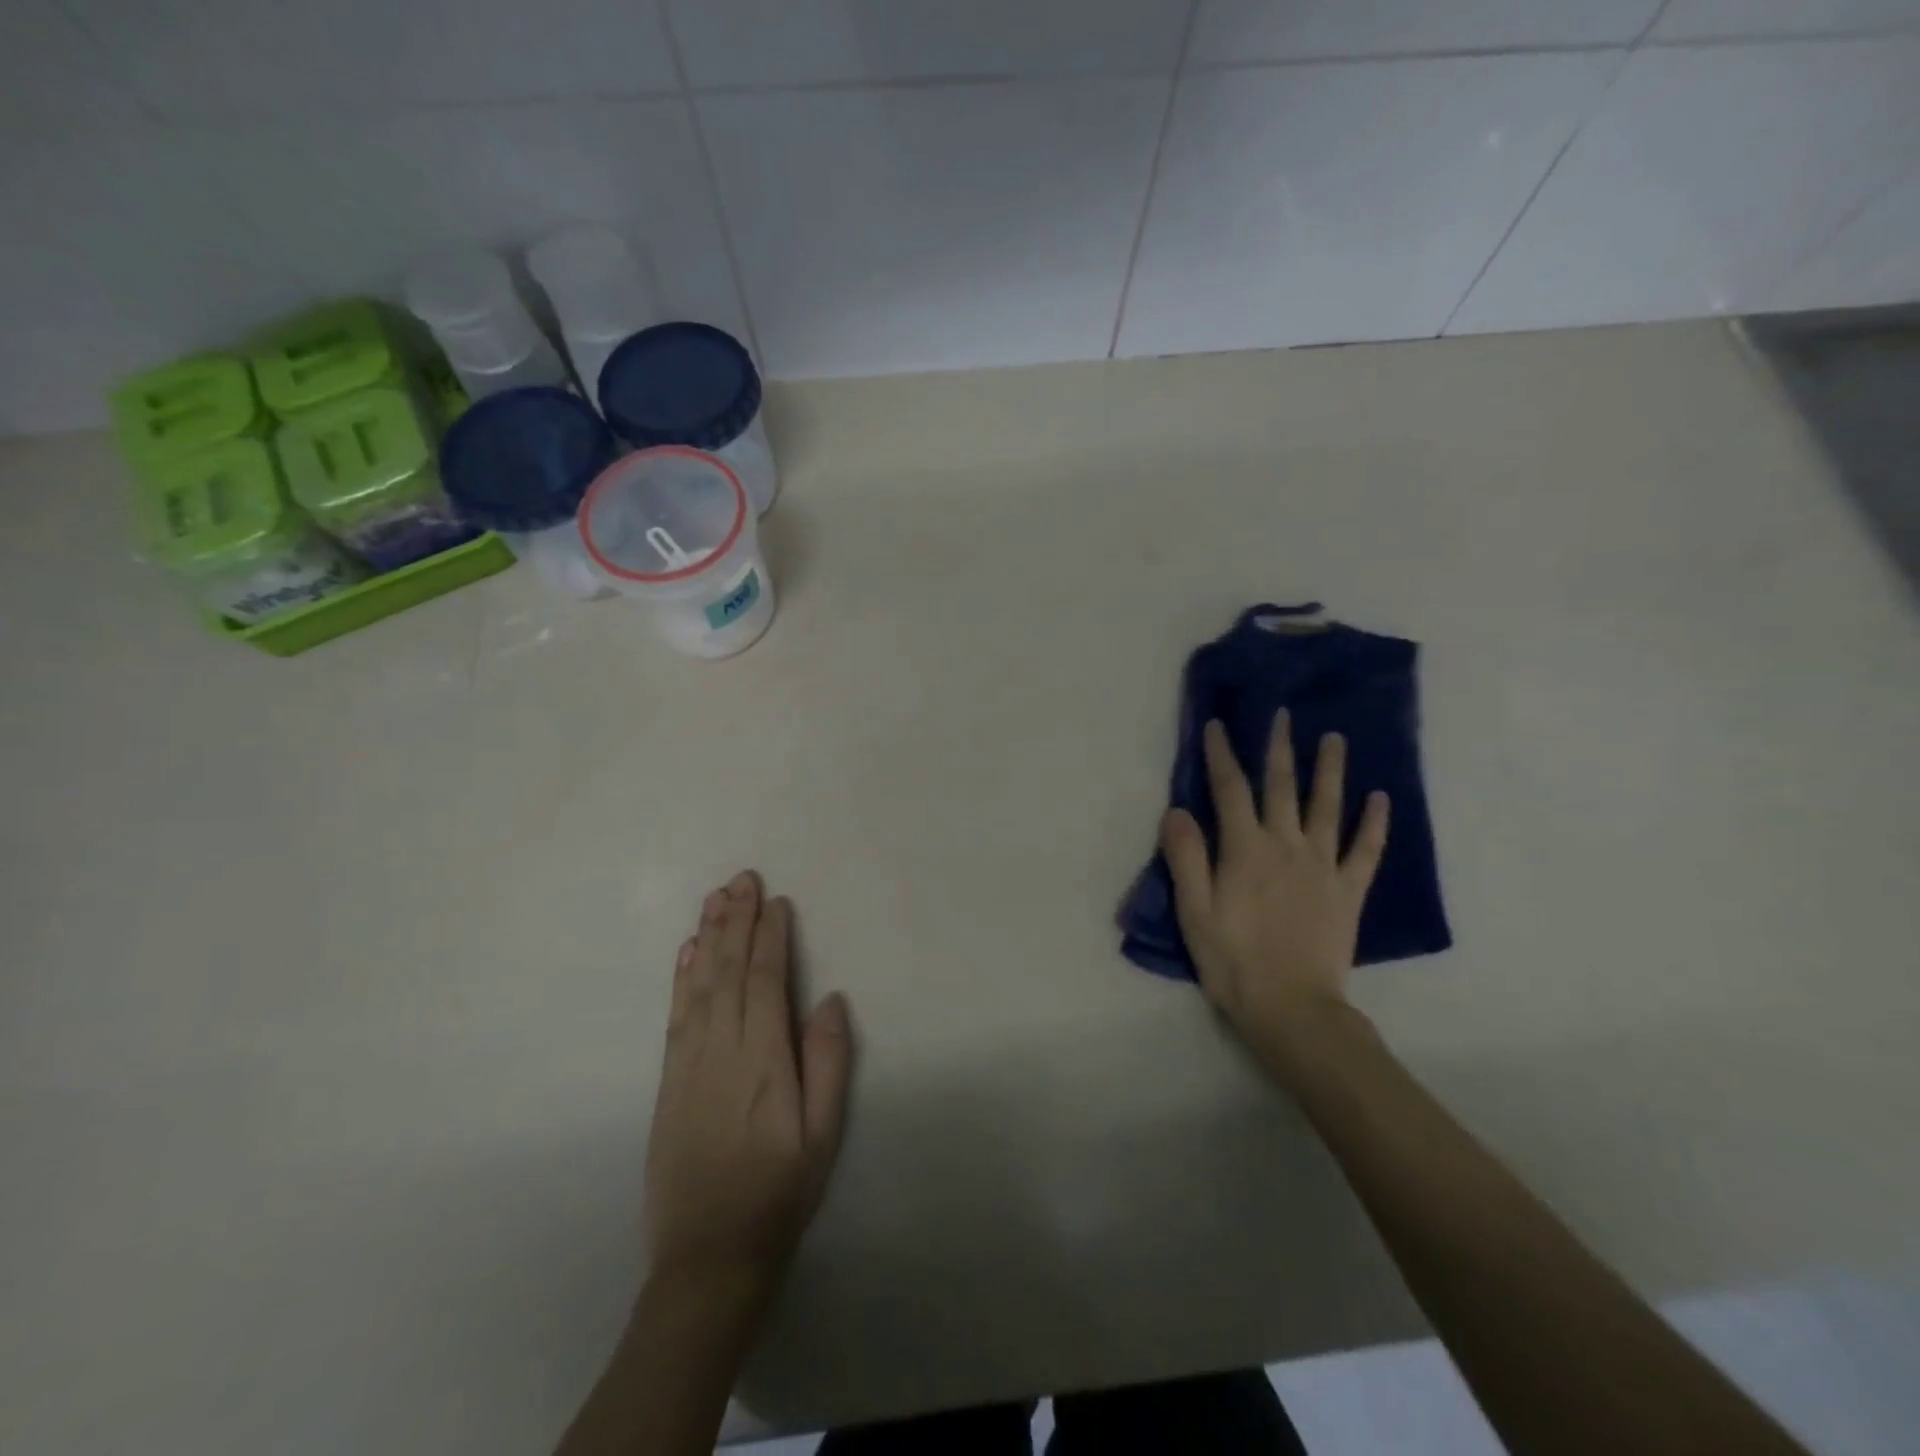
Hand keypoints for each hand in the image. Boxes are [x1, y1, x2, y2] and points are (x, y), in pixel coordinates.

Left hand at [644, 871, 853, 1306]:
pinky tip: (686, 952)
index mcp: (765, 1060)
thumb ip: (829, 1063)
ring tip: (715, 899)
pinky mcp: (669, 1080)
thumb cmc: (779, 1193)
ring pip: (699, 985)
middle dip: (737, 921)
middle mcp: (723, 1050)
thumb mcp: (823, 1136)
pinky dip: (681, 978)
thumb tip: (831, 999)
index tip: (775, 901)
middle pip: (730, 971)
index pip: (767, 981)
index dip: (771, 937)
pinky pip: (675, 1015)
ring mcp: (689, 1063)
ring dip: (708, 938)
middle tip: (742, 878)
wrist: (707, 1257)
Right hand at [1161, 713, 1389, 1082]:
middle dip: (1279, 748)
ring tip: (1335, 738)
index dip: (1221, 755)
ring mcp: (1323, 865)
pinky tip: (1379, 799)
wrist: (1292, 1008)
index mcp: (1245, 849)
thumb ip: (1185, 857)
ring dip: (1330, 770)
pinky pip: (1366, 849)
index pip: (1230, 789)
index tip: (1217, 726)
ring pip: (1327, 806)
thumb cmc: (1233, 960)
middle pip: (1282, 786)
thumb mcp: (1194, 911)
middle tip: (1283, 715)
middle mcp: (1286, 845)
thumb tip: (1177, 810)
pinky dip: (1374, 822)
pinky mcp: (1349, 890)